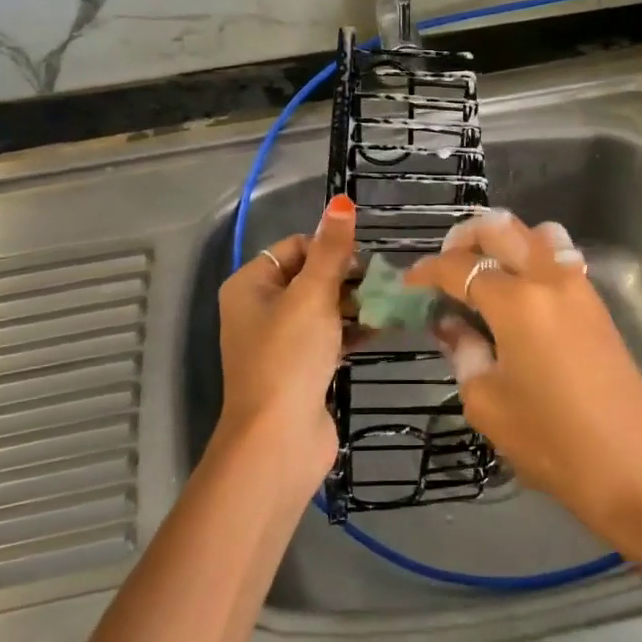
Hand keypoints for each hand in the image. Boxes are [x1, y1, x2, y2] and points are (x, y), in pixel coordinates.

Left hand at [214, 195, 355, 498]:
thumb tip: (341, 201)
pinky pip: (329, 337)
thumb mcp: (312, 294)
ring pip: (322, 308)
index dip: (329, 247)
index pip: (294, 247)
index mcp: (250, 284)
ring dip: (354, 303)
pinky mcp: (300, 369)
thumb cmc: (290, 356)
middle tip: (383, 283)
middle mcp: (260, 309)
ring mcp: (280, 342)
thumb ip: (331, 249)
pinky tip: (384, 328)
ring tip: (390, 303)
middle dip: (347, 277)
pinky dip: (352, 330)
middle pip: (310, 276)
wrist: (278, 440)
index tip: (363, 261)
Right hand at [406, 211, 641, 544]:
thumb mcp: (488, 402)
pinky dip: (531, 257)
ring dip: (504, 241)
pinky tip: (517, 293)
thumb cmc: (552, 442)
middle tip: (443, 267)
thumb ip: (463, 352)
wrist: (636, 470)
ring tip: (483, 272)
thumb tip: (449, 325)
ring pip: (536, 234)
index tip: (408, 284)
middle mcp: (548, 278)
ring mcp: (578, 286)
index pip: (460, 267)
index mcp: (516, 301)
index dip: (427, 271)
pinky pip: (559, 257)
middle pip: (500, 228)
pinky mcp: (596, 303)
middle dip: (464, 238)